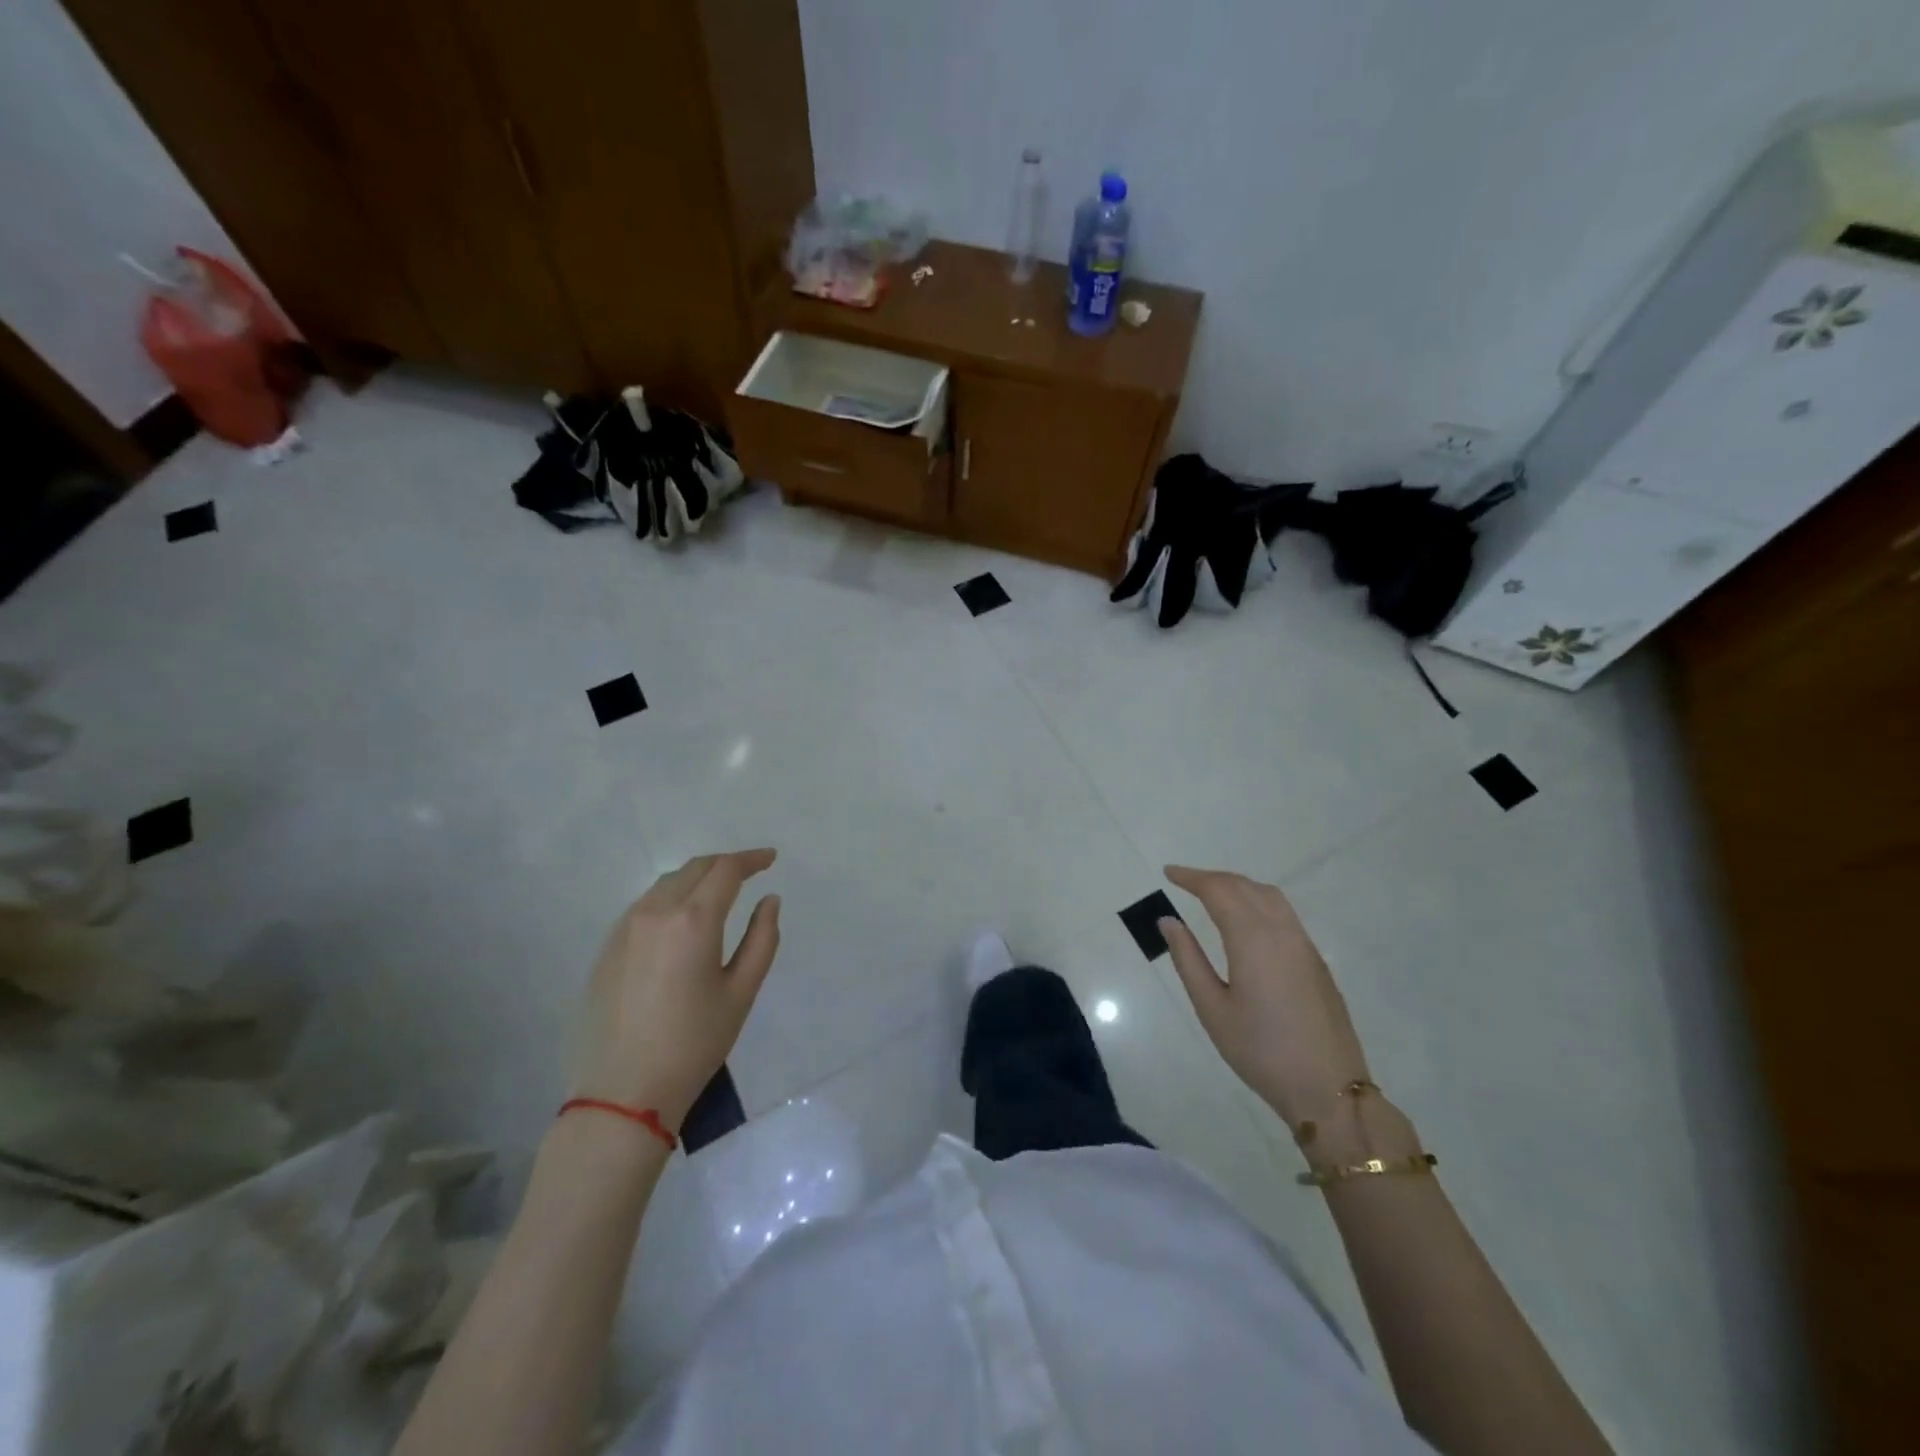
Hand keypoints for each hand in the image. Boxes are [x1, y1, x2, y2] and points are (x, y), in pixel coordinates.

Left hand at [573, 850, 780, 1128]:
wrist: (623, 1092)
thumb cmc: (694, 1043)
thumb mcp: (741, 992)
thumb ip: (762, 938)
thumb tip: (769, 900)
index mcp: (693, 920)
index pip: (726, 870)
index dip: (752, 859)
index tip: (771, 859)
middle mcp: (655, 911)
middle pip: (695, 868)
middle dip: (725, 864)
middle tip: (750, 872)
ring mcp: (625, 927)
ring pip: (667, 883)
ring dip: (697, 878)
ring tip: (719, 893)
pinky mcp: (607, 947)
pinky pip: (645, 905)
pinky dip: (672, 897)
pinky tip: (683, 920)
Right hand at [1160, 865, 1369, 1130]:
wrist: (1329, 1089)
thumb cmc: (1261, 1051)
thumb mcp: (1212, 1008)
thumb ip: (1188, 959)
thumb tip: (1168, 921)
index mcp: (1252, 939)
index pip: (1218, 891)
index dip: (1192, 877)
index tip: (1169, 872)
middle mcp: (1281, 931)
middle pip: (1245, 887)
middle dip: (1213, 878)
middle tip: (1184, 881)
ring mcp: (1304, 944)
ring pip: (1269, 896)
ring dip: (1239, 886)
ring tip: (1213, 894)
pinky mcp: (1316, 960)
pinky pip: (1284, 913)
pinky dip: (1258, 901)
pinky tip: (1246, 920)